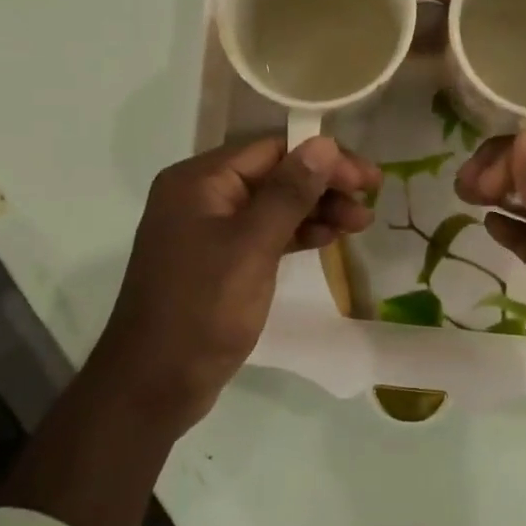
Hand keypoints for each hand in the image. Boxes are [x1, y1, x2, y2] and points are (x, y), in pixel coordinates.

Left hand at [93, 136, 381, 429]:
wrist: (155, 382)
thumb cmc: (203, 309)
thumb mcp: (252, 246)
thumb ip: (289, 193)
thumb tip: (325, 143)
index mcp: (199, 181)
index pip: (272, 150)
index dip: (324, 159)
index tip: (368, 179)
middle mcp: (201, 196)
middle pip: (274, 175)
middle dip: (323, 186)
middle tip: (370, 203)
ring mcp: (208, 230)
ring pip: (272, 206)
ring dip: (315, 210)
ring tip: (360, 223)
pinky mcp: (218, 261)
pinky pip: (263, 233)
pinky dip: (296, 233)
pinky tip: (328, 238)